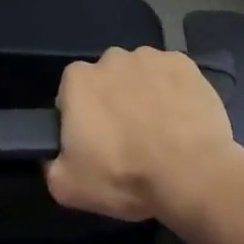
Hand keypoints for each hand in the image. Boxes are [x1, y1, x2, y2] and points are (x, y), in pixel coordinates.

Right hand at [45, 46, 243, 224]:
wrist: (193, 174)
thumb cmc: (126, 176)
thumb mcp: (69, 187)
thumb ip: (51, 166)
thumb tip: (53, 156)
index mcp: (78, 79)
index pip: (71, 94)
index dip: (82, 119)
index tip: (96, 144)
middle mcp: (111, 57)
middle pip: (106, 79)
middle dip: (113, 101)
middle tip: (129, 139)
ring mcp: (150, 56)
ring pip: (140, 74)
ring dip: (144, 94)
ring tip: (160, 131)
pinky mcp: (184, 63)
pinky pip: (171, 74)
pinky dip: (173, 90)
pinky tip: (182, 119)